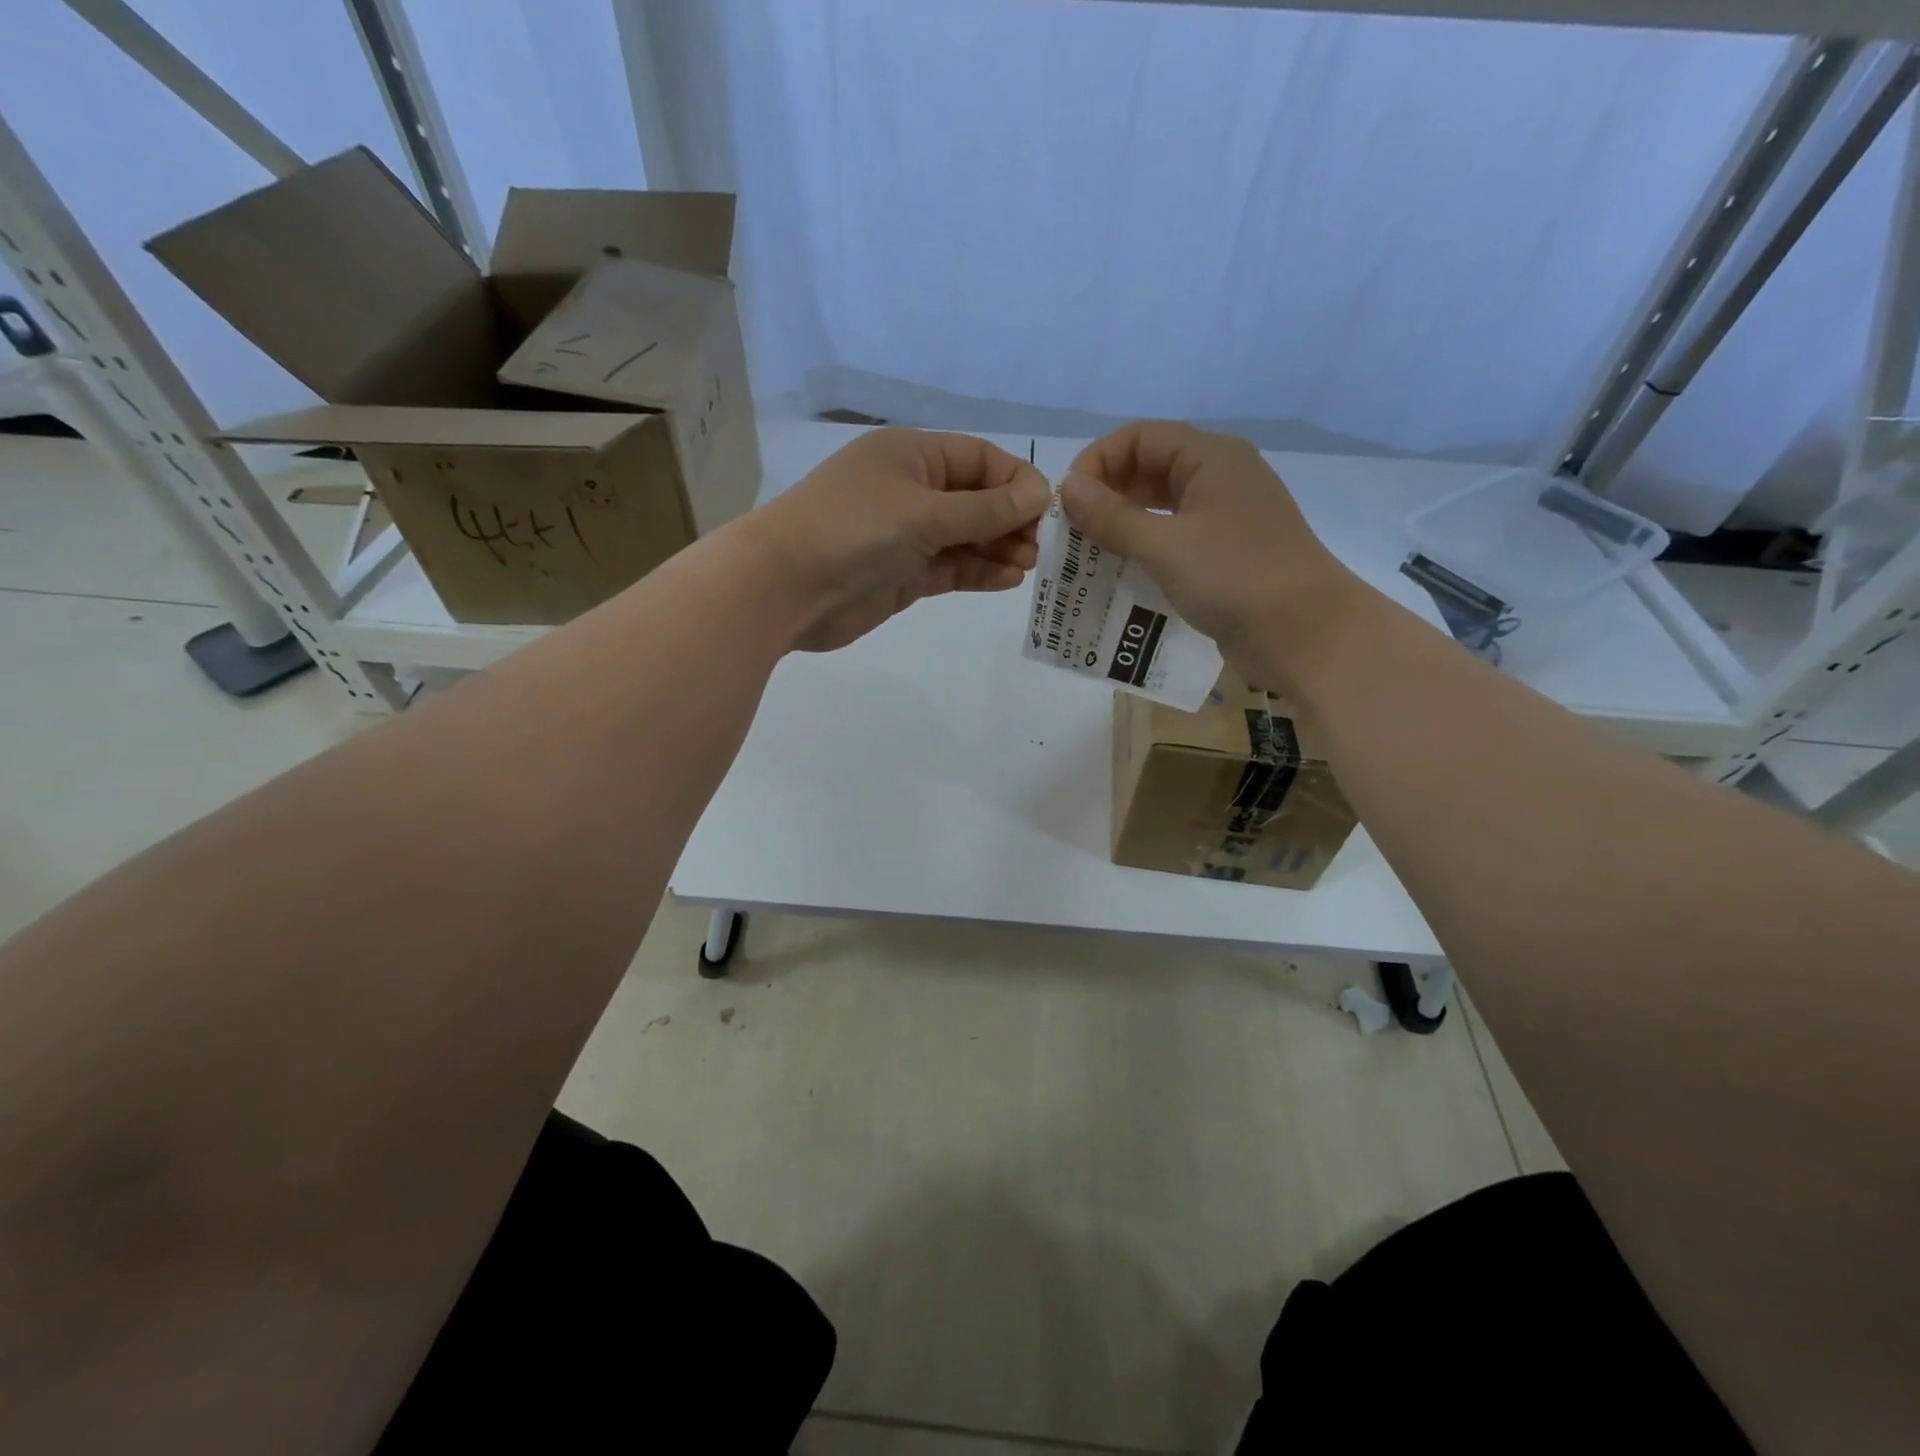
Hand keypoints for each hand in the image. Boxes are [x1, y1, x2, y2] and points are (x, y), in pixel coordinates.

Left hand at [742, 428, 1050, 652]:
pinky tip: (1006, 579)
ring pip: (966, 536)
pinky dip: (978, 571)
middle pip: (976, 498)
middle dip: (1010, 519)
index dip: (1016, 480)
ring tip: (1027, 564)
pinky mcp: (902, 574)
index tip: (1046, 510)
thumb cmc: (854, 530)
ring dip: (998, 548)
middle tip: (1039, 546)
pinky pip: (950, 567)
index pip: (979, 458)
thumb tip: (1040, 494)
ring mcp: (906, 534)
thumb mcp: (925, 512)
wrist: (785, 587)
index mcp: (912, 456)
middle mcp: (912, 490)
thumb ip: (985, 508)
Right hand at [1061, 420, 1372, 684]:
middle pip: (1148, 469)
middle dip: (1106, 496)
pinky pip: (1173, 540)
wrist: (1306, 635)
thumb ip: (1112, 516)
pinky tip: (1120, 576)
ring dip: (1121, 527)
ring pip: (1160, 508)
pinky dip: (1144, 552)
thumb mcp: (1165, 545)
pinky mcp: (1225, 555)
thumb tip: (1067, 487)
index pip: (1139, 438)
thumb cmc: (1235, 578)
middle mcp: (1218, 479)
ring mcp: (1224, 518)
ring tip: (1087, 556)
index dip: (1098, 462)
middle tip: (1072, 534)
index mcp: (1211, 458)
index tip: (1067, 504)